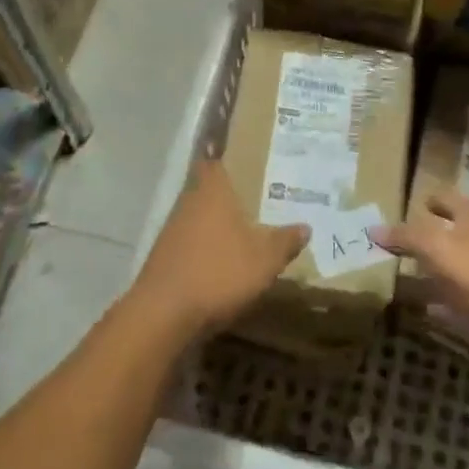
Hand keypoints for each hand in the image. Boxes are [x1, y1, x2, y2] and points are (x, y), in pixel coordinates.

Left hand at [129, 160, 309, 342]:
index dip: (227, 154)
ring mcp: (172, 229)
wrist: (163, 314)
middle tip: (258, 193)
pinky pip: (191, 241)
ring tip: (247, 227)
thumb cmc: (218, 271)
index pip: (214, 157)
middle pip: (209, 187)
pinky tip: (223, 259)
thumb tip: (305, 227)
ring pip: (200, 215)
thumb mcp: (265, 258)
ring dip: (218, 222)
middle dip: (230, 191)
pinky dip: (207, 246)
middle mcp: (188, 201)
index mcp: (211, 189)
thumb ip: (285, 240)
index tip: (245, 153)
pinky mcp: (165, 257)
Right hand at [369, 190, 468, 344]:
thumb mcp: (437, 247)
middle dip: (428, 237)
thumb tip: (373, 229)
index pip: (453, 201)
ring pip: (450, 274)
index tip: (420, 201)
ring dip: (429, 273)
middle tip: (396, 241)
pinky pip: (453, 308)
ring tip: (398, 274)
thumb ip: (407, 236)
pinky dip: (437, 307)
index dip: (438, 199)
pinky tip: (420, 310)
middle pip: (452, 238)